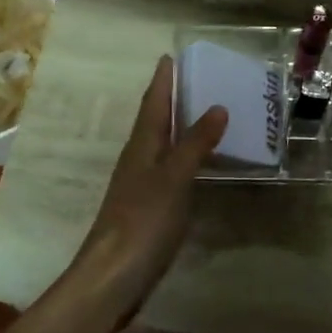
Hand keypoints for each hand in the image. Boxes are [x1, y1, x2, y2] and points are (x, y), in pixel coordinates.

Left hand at [71, 57, 226, 317]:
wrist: (114, 275)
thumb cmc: (143, 221)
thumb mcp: (174, 178)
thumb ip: (195, 143)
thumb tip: (217, 106)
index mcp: (141, 147)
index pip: (152, 104)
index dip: (162, 81)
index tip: (170, 56)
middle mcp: (138, 160)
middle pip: (154, 121)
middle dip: (170, 99)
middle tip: (194, 79)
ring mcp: (141, 186)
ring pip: (161, 145)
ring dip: (178, 127)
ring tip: (202, 113)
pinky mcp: (149, 208)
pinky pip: (168, 169)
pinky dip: (183, 157)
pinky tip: (197, 164)